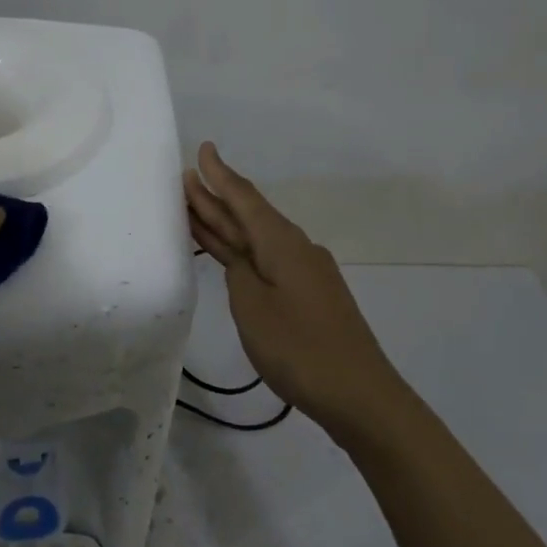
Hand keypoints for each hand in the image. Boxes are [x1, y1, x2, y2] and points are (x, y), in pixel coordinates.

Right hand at [184, 142, 395, 431]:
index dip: (220, 175)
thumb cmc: (300, 348)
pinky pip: (265, 260)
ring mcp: (304, 273)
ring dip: (226, 224)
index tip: (203, 149)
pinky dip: (241, 251)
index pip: (244, 199)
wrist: (360, 396)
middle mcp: (295, 249)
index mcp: (282, 244)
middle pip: (249, 216)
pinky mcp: (307, 296)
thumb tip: (239, 259)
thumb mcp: (252, 307)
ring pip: (256, 239)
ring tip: (195, 207)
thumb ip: (238, 273)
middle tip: (185, 179)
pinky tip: (229, 253)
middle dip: (217, 197)